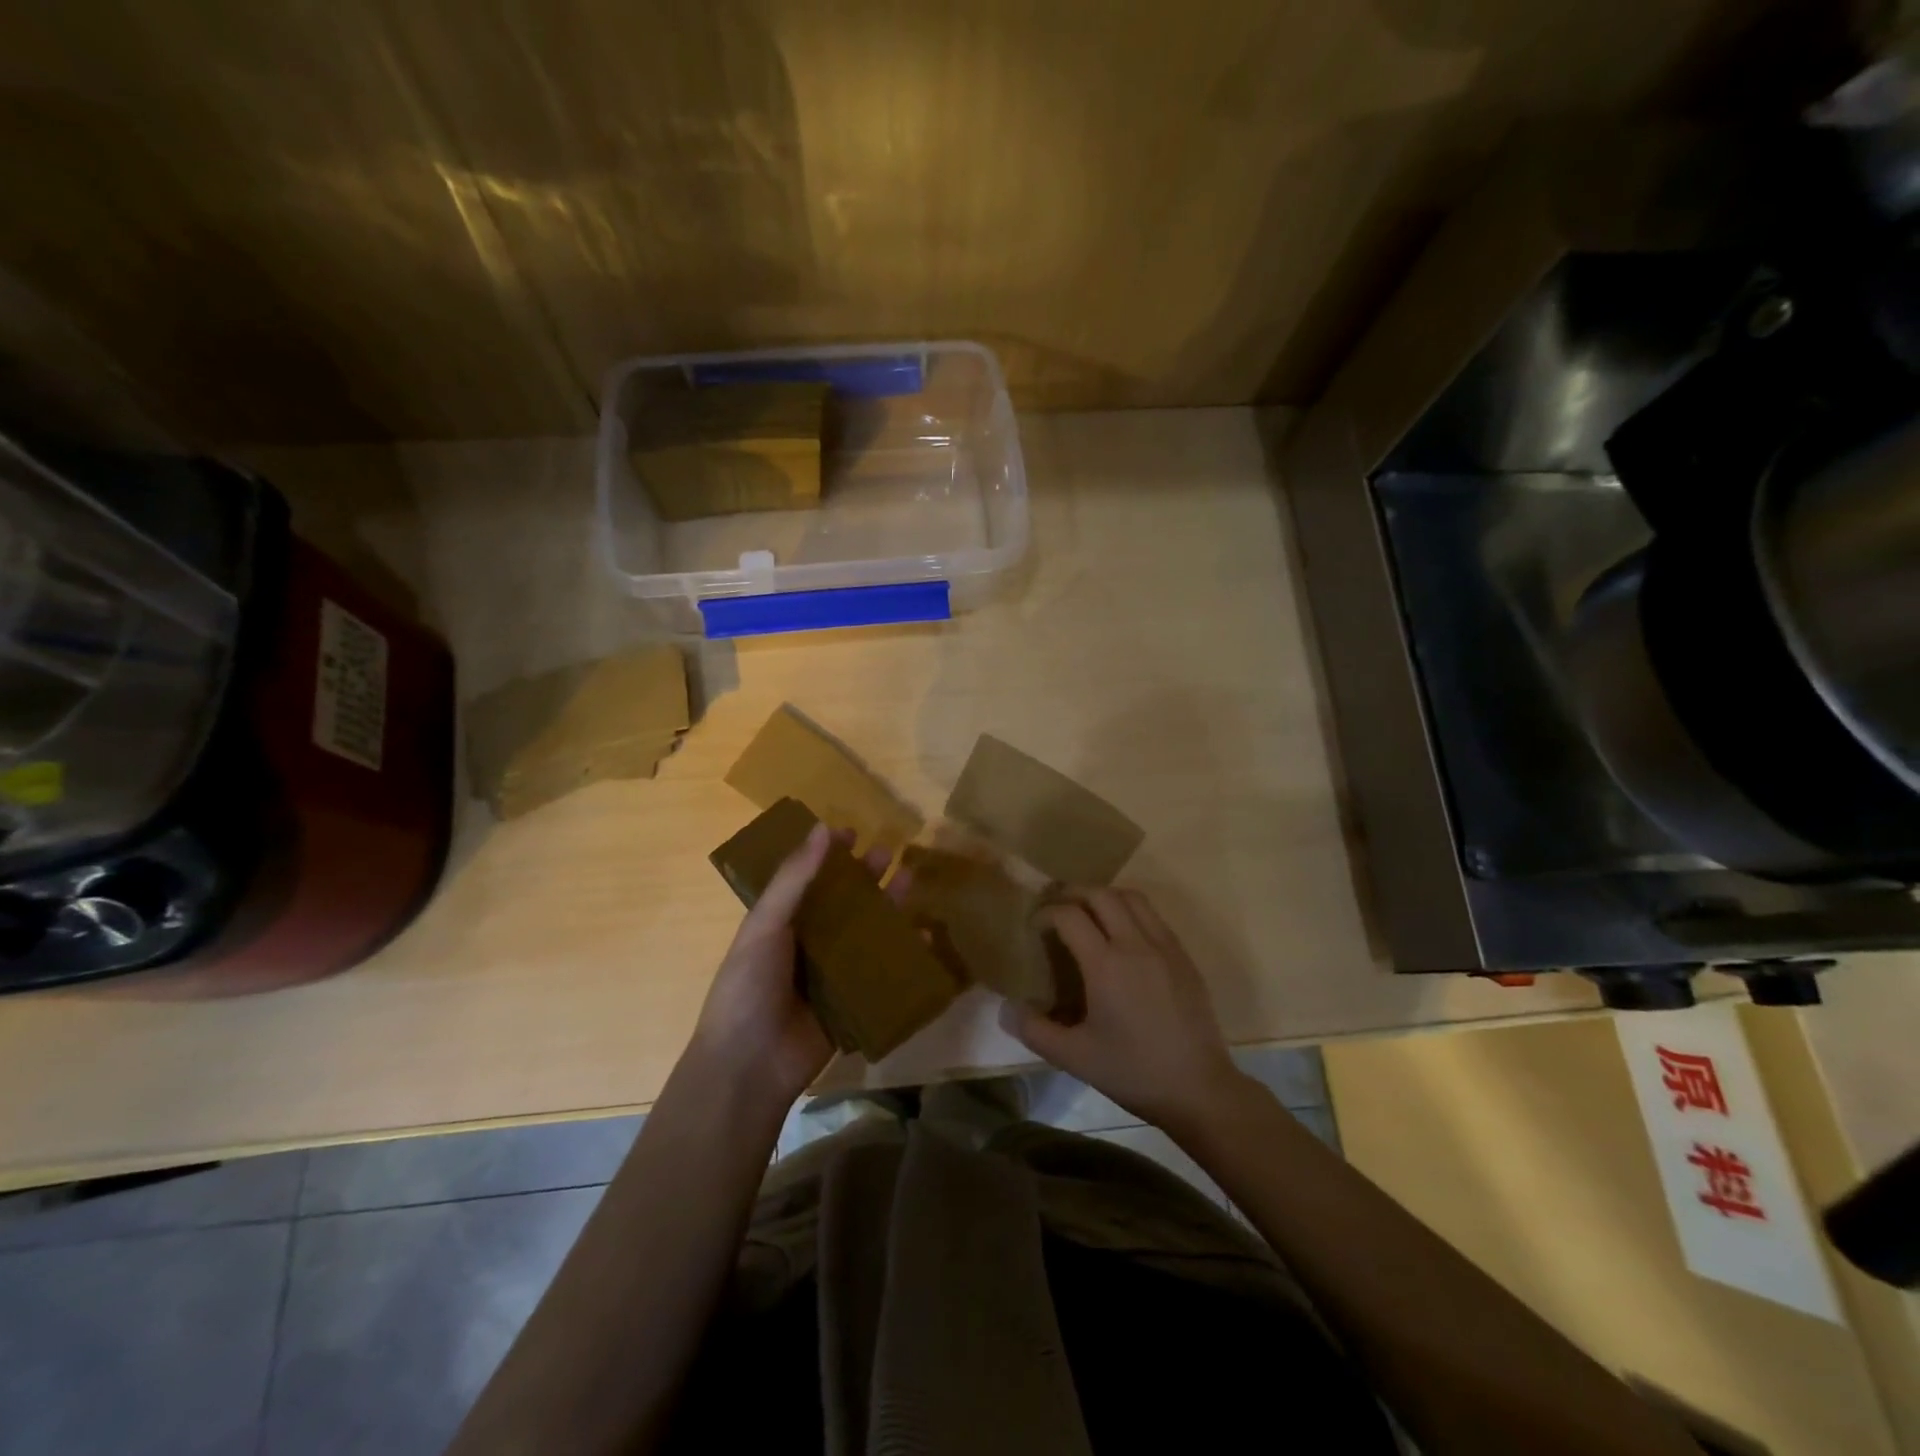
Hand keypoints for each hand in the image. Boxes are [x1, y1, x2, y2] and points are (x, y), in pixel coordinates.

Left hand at [689, 822, 907, 1111]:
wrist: (750, 1065)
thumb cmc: (749, 986)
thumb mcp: (765, 925)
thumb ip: (794, 879)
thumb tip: (822, 828)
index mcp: (781, 922)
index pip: (809, 878)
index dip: (829, 855)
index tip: (853, 831)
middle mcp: (808, 943)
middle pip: (844, 902)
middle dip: (866, 876)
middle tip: (890, 852)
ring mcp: (831, 973)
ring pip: (866, 932)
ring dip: (888, 908)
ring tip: (912, 882)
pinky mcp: (853, 1001)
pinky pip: (881, 971)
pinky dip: (903, 953)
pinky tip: (925, 937)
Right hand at [1000, 887, 1246, 1135]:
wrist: (1199, 1089)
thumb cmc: (1133, 1072)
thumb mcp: (1075, 1057)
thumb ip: (1034, 1031)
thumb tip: (1006, 1008)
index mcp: (1106, 965)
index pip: (1069, 915)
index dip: (1046, 913)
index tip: (1035, 927)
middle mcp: (1136, 944)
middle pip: (1100, 894)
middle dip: (1073, 894)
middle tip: (1057, 910)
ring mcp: (1165, 947)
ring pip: (1132, 898)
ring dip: (1105, 897)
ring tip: (1089, 915)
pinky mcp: (1184, 957)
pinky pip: (1154, 917)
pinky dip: (1131, 912)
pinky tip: (1123, 938)